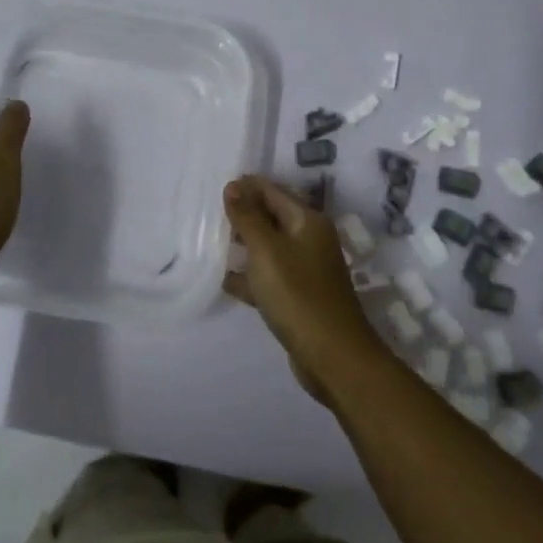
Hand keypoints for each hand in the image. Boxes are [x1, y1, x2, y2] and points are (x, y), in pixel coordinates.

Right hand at [222, 176, 385, 407]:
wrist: (333, 357)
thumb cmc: (298, 295)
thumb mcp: (267, 251)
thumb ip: (248, 217)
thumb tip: (233, 185)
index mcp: (307, 221)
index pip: (272, 190)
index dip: (245, 187)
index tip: (213, 188)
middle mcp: (309, 239)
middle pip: (271, 216)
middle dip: (243, 214)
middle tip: (208, 215)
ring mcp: (305, 269)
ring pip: (269, 248)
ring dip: (244, 245)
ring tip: (211, 243)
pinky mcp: (298, 296)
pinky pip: (269, 276)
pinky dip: (250, 276)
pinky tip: (225, 280)